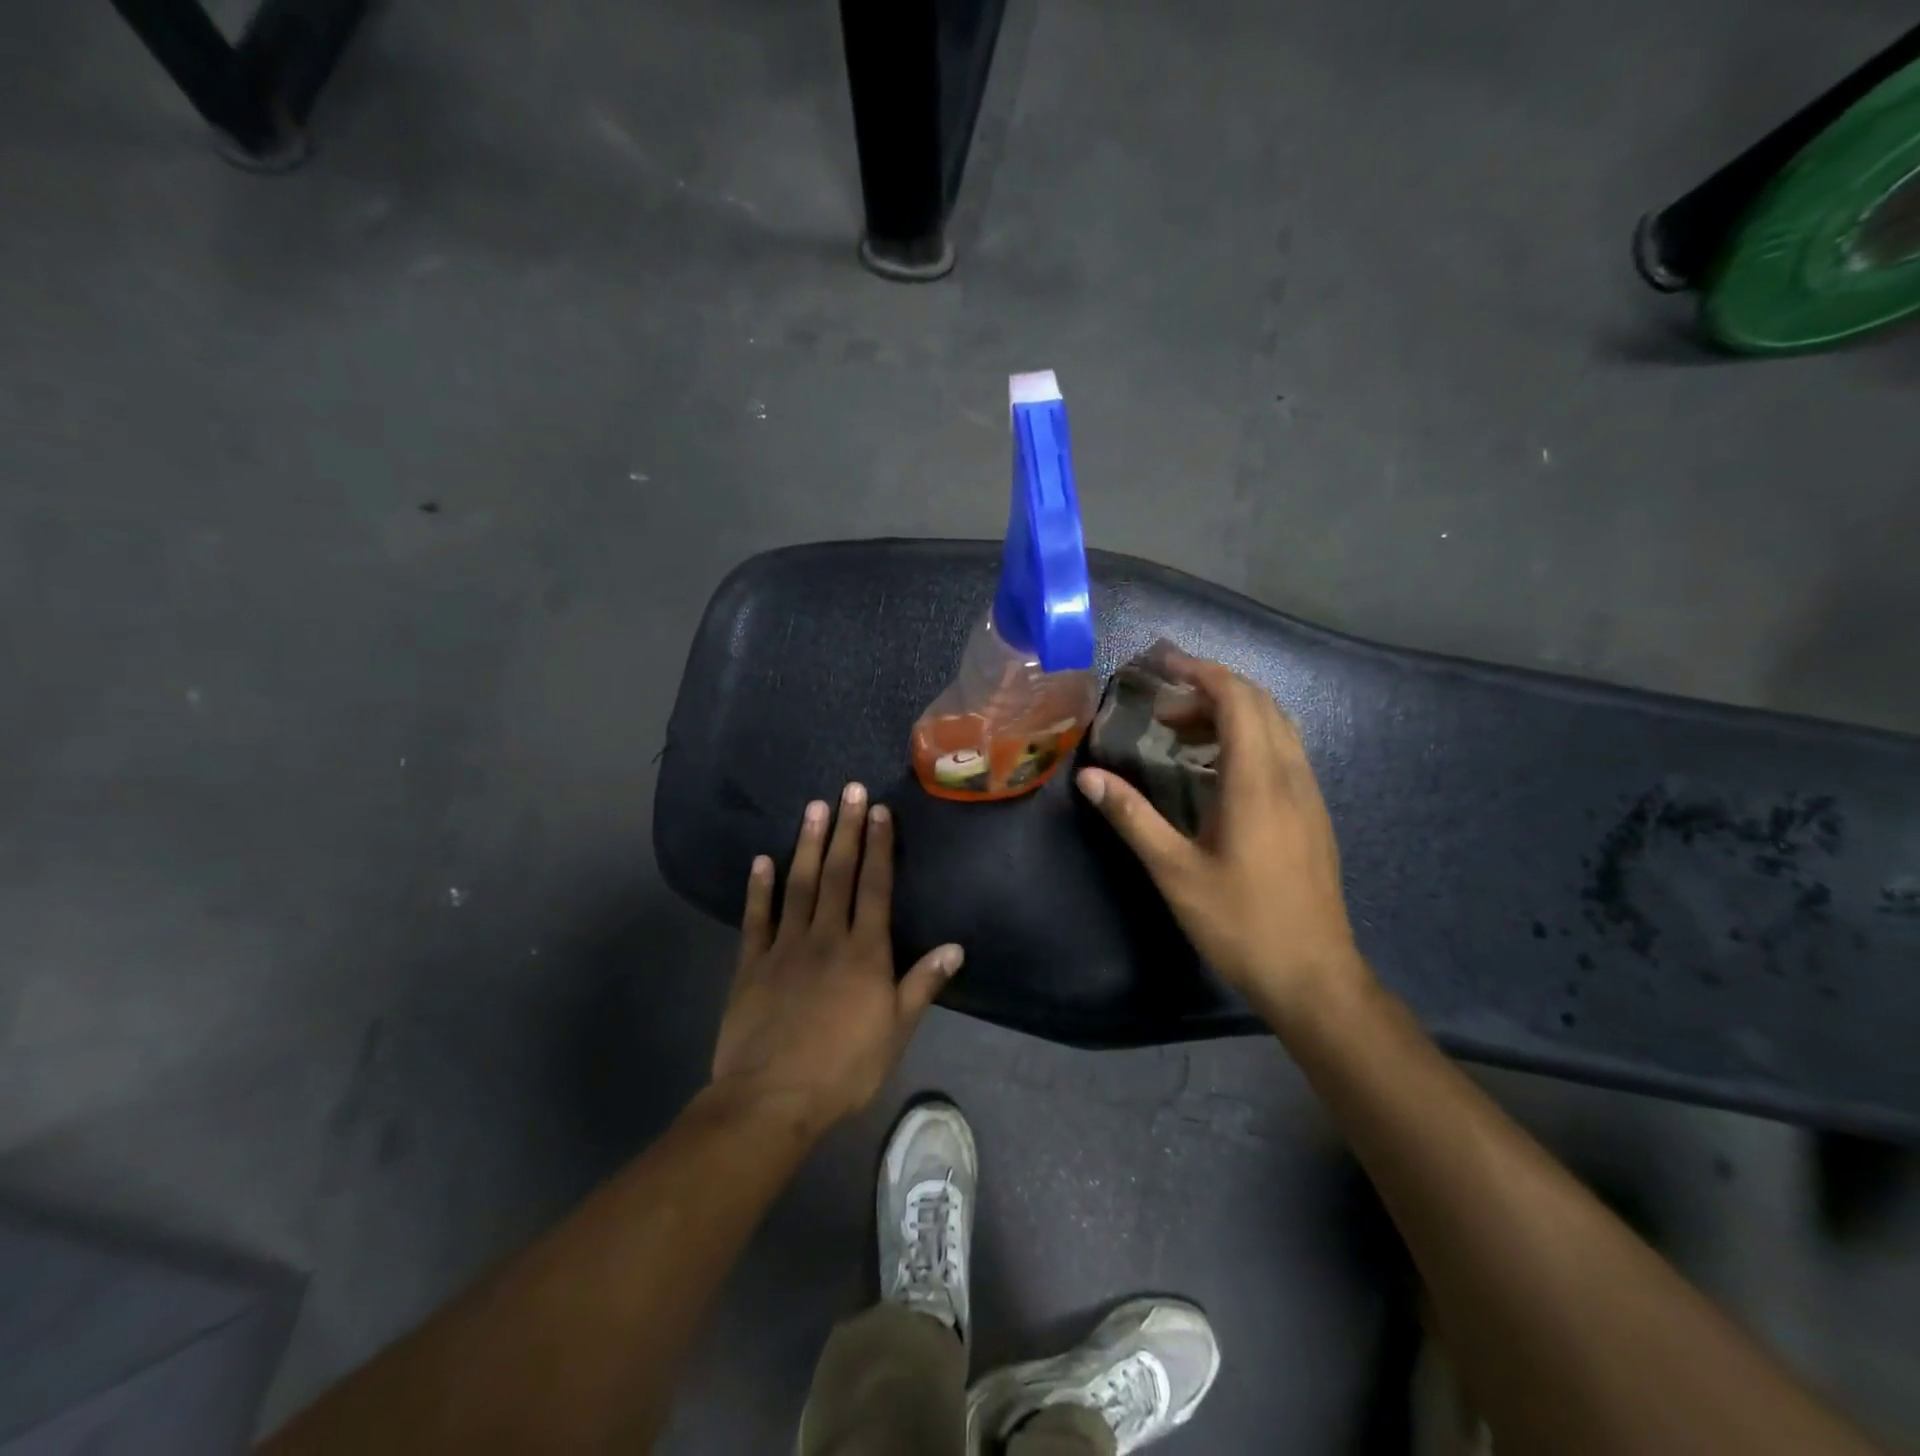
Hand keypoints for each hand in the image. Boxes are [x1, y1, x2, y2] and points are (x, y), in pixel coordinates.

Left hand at [710, 783, 963, 1136]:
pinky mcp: (751, 964)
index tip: (879, 812)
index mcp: (865, 952)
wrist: (772, 1099)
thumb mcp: (896, 1032)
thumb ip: (922, 985)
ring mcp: (785, 946)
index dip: (878, 847)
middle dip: (846, 829)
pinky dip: (759, 888)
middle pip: (839, 874)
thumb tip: (955, 947)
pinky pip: (757, 918)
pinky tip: (762, 861)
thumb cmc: (844, 1069)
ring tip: (813, 808)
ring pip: (799, 885)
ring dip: (808, 845)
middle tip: (849, 790)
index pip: (875, 887)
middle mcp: (826, 937)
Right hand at [1076, 654, 1366, 1023]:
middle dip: (1209, 689)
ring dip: (1229, 713)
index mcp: (1257, 781)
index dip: (1200, 672)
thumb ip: (1133, 817)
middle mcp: (1290, 775)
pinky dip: (1246, 739)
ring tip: (1179, 734)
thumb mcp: (1175, 872)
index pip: (1237, 699)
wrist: (1314, 976)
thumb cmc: (1240, 923)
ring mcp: (1307, 794)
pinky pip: (1282, 752)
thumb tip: (1090, 777)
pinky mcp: (1312, 813)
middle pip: (1259, 704)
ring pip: (1275, 726)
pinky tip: (1214, 771)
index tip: (1161, 665)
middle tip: (1160, 705)